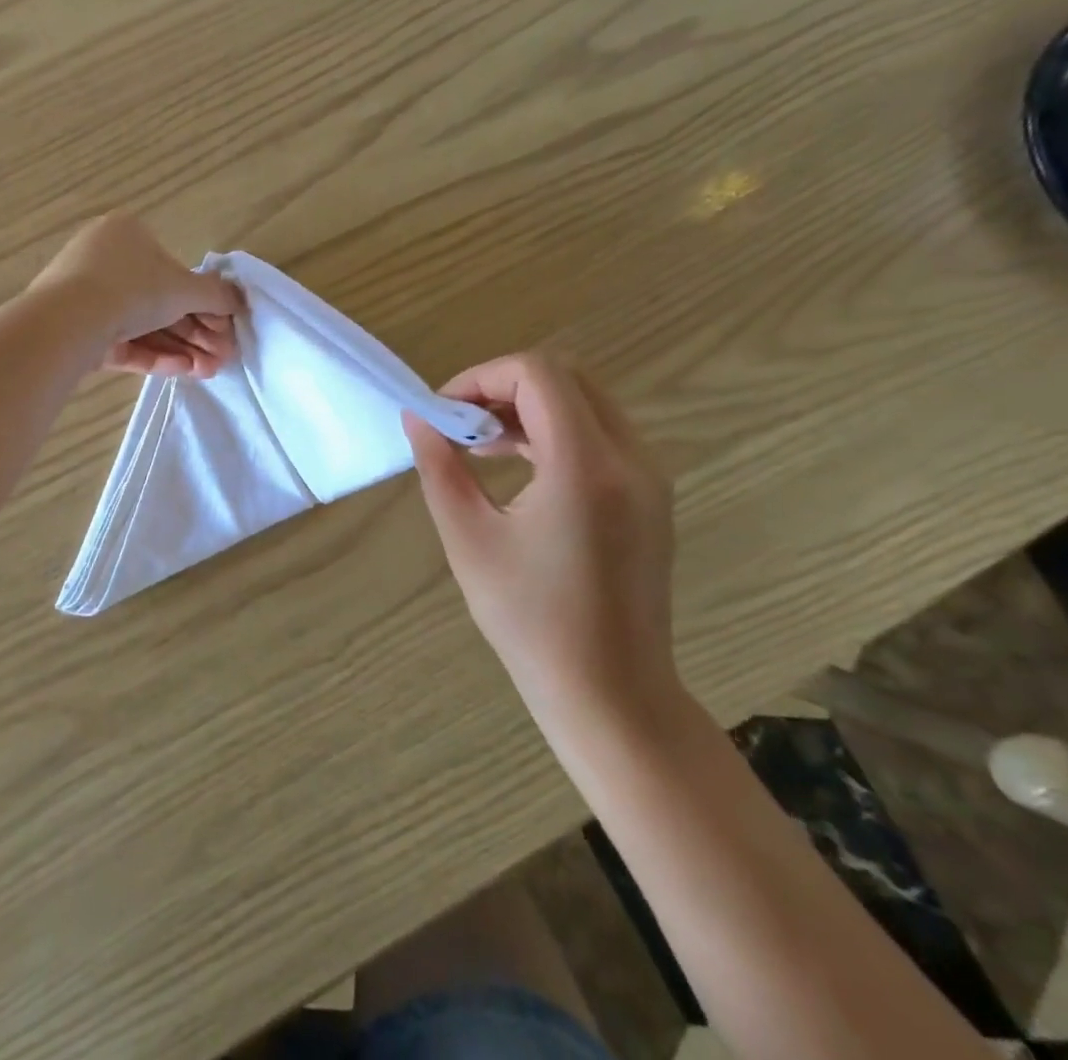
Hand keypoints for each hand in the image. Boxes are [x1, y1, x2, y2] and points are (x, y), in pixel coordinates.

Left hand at [30, 212, 245, 376]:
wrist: (67, 322)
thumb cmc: (132, 288)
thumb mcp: (184, 288)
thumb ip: (217, 294)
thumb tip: (240, 299)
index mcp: (127, 234)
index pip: (174, 270)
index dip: (205, 302)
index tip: (225, 328)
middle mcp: (105, 261)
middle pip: (161, 301)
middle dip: (197, 332)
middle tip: (223, 356)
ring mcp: (87, 298)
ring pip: (144, 326)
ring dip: (181, 348)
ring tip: (208, 372)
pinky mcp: (79, 332)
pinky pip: (124, 341)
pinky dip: (154, 355)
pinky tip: (184, 371)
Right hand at [403, 347, 676, 717]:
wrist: (612, 694)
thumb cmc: (531, 622)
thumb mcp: (469, 539)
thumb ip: (440, 467)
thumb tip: (417, 418)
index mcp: (585, 466)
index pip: (537, 374)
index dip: (481, 377)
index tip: (444, 412)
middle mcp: (630, 458)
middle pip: (566, 376)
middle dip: (503, 385)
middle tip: (461, 421)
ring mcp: (648, 476)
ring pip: (584, 401)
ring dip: (528, 407)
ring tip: (480, 445)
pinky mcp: (650, 495)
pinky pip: (599, 433)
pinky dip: (554, 430)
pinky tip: (517, 465)